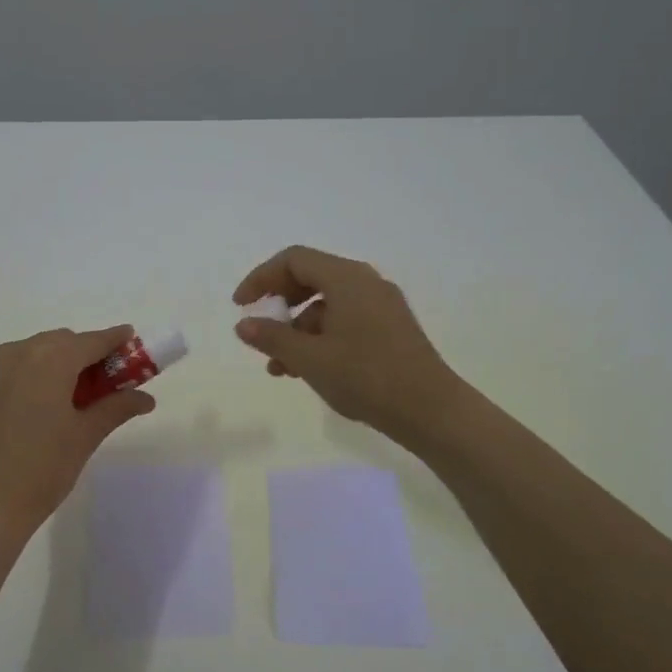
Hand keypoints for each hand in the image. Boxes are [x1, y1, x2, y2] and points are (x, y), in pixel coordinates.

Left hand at [0, 325, 156, 538]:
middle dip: (79, 353)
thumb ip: (116, 407)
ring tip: (57, 395)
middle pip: (56, 342)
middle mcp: (13, 355)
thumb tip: (146, 397)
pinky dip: (16, 380)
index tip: (128, 338)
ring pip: (24, 353)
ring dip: (46, 363)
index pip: (90, 341)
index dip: (112, 339)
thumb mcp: (85, 437)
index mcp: (50, 361)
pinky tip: (21, 410)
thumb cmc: (43, 470)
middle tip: (97, 379)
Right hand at [233, 246, 465, 448]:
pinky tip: (307, 370)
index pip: (294, 260)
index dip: (261, 278)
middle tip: (259, 330)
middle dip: (279, 305)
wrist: (430, 410)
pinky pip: (344, 321)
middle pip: (311, 278)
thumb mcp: (310, 358)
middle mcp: (366, 283)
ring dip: (297, 330)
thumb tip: (244, 324)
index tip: (240, 306)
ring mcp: (381, 306)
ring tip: (278, 368)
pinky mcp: (390, 329)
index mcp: (347, 279)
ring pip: (326, 305)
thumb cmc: (366, 377)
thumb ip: (272, 337)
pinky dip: (320, 339)